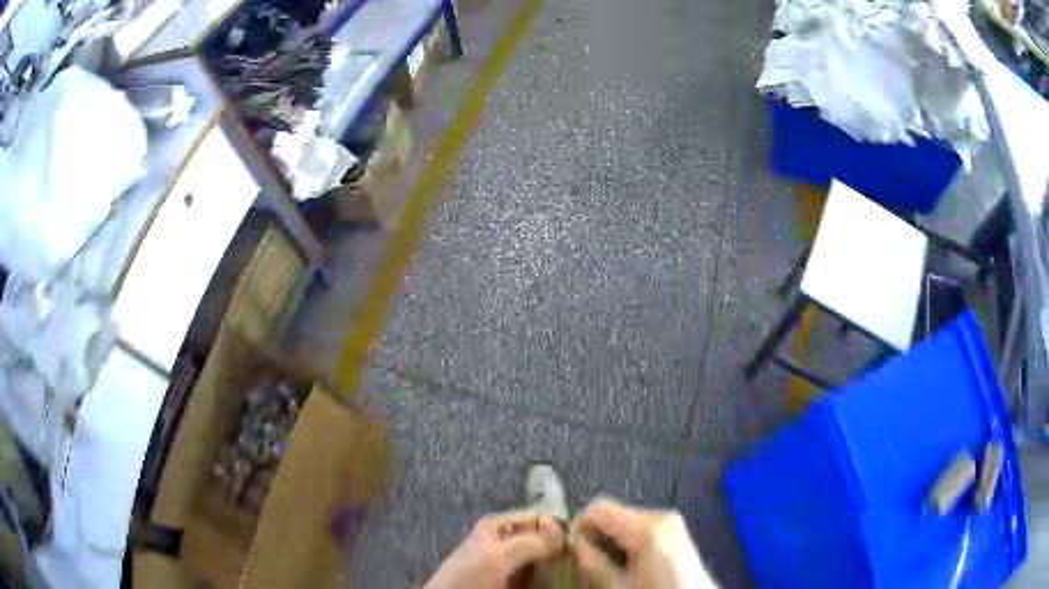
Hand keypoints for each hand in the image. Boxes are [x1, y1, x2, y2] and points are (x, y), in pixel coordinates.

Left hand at [423, 510, 565, 588]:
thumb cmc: (466, 580)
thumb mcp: (495, 558)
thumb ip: (527, 543)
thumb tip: (563, 534)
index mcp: (497, 527)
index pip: (539, 518)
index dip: (558, 529)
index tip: (576, 545)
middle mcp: (506, 543)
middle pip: (544, 540)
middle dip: (561, 550)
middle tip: (579, 562)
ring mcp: (510, 566)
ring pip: (544, 561)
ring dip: (558, 567)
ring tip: (572, 574)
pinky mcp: (513, 583)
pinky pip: (538, 578)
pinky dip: (550, 579)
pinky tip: (558, 583)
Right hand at [569, 498, 717, 587]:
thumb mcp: (618, 585)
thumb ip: (593, 562)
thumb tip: (574, 543)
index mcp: (646, 528)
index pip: (598, 508)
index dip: (580, 525)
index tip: (574, 546)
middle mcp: (660, 515)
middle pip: (613, 510)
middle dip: (598, 531)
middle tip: (592, 558)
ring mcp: (670, 519)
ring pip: (625, 516)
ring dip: (613, 534)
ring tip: (613, 561)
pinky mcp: (674, 526)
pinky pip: (641, 523)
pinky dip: (628, 536)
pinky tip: (631, 558)